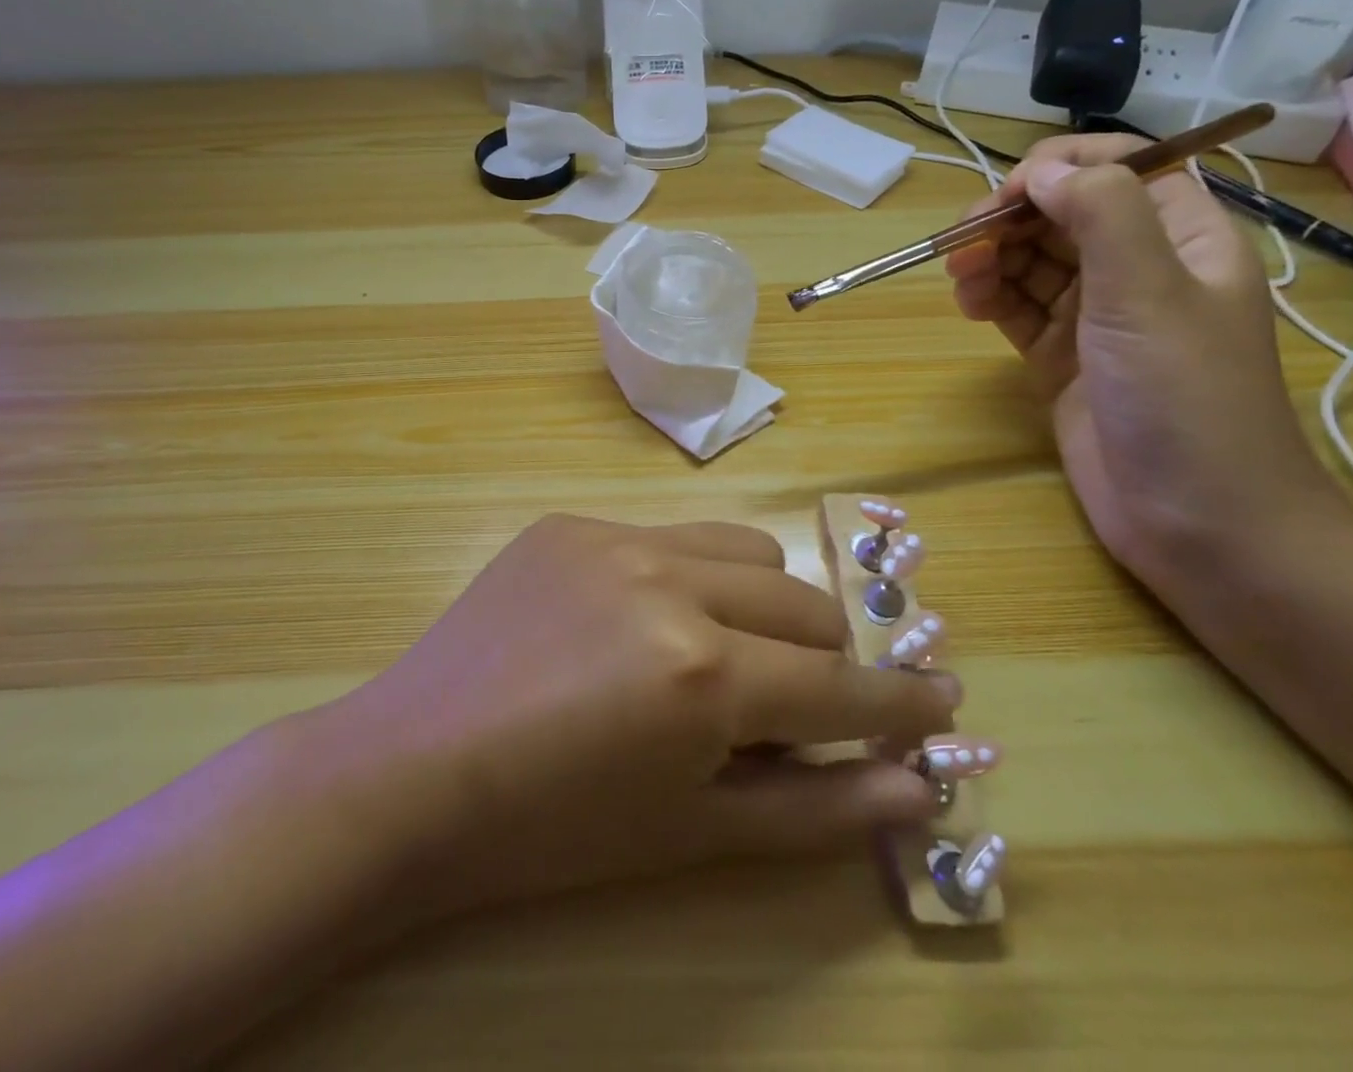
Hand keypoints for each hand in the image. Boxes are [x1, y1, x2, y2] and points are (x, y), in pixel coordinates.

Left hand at [328, 514, 964, 916]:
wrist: (412, 768)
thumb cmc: (552, 827)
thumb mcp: (690, 831)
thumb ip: (814, 808)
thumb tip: (914, 788)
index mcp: (703, 672)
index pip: (838, 685)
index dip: (899, 703)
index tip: (940, 702)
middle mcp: (670, 582)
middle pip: (801, 601)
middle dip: (823, 657)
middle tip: (802, 700)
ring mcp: (615, 537)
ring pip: (743, 547)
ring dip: (762, 600)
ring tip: (727, 649)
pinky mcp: (570, 520)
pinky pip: (665, 535)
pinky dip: (685, 577)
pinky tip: (639, 622)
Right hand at [945, 135, 1344, 595]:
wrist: (1197, 519)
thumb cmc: (1184, 397)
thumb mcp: (1149, 293)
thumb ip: (1102, 214)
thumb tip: (1041, 170)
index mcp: (1182, 237)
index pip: (1120, 169)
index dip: (1061, 169)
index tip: (1007, 194)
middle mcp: (1139, 268)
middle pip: (1063, 214)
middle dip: (1010, 219)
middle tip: (962, 244)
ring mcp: (1097, 316)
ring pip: (1032, 261)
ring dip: (991, 259)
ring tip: (961, 282)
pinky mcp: (1062, 357)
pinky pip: (1017, 307)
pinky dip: (989, 298)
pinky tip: (969, 306)